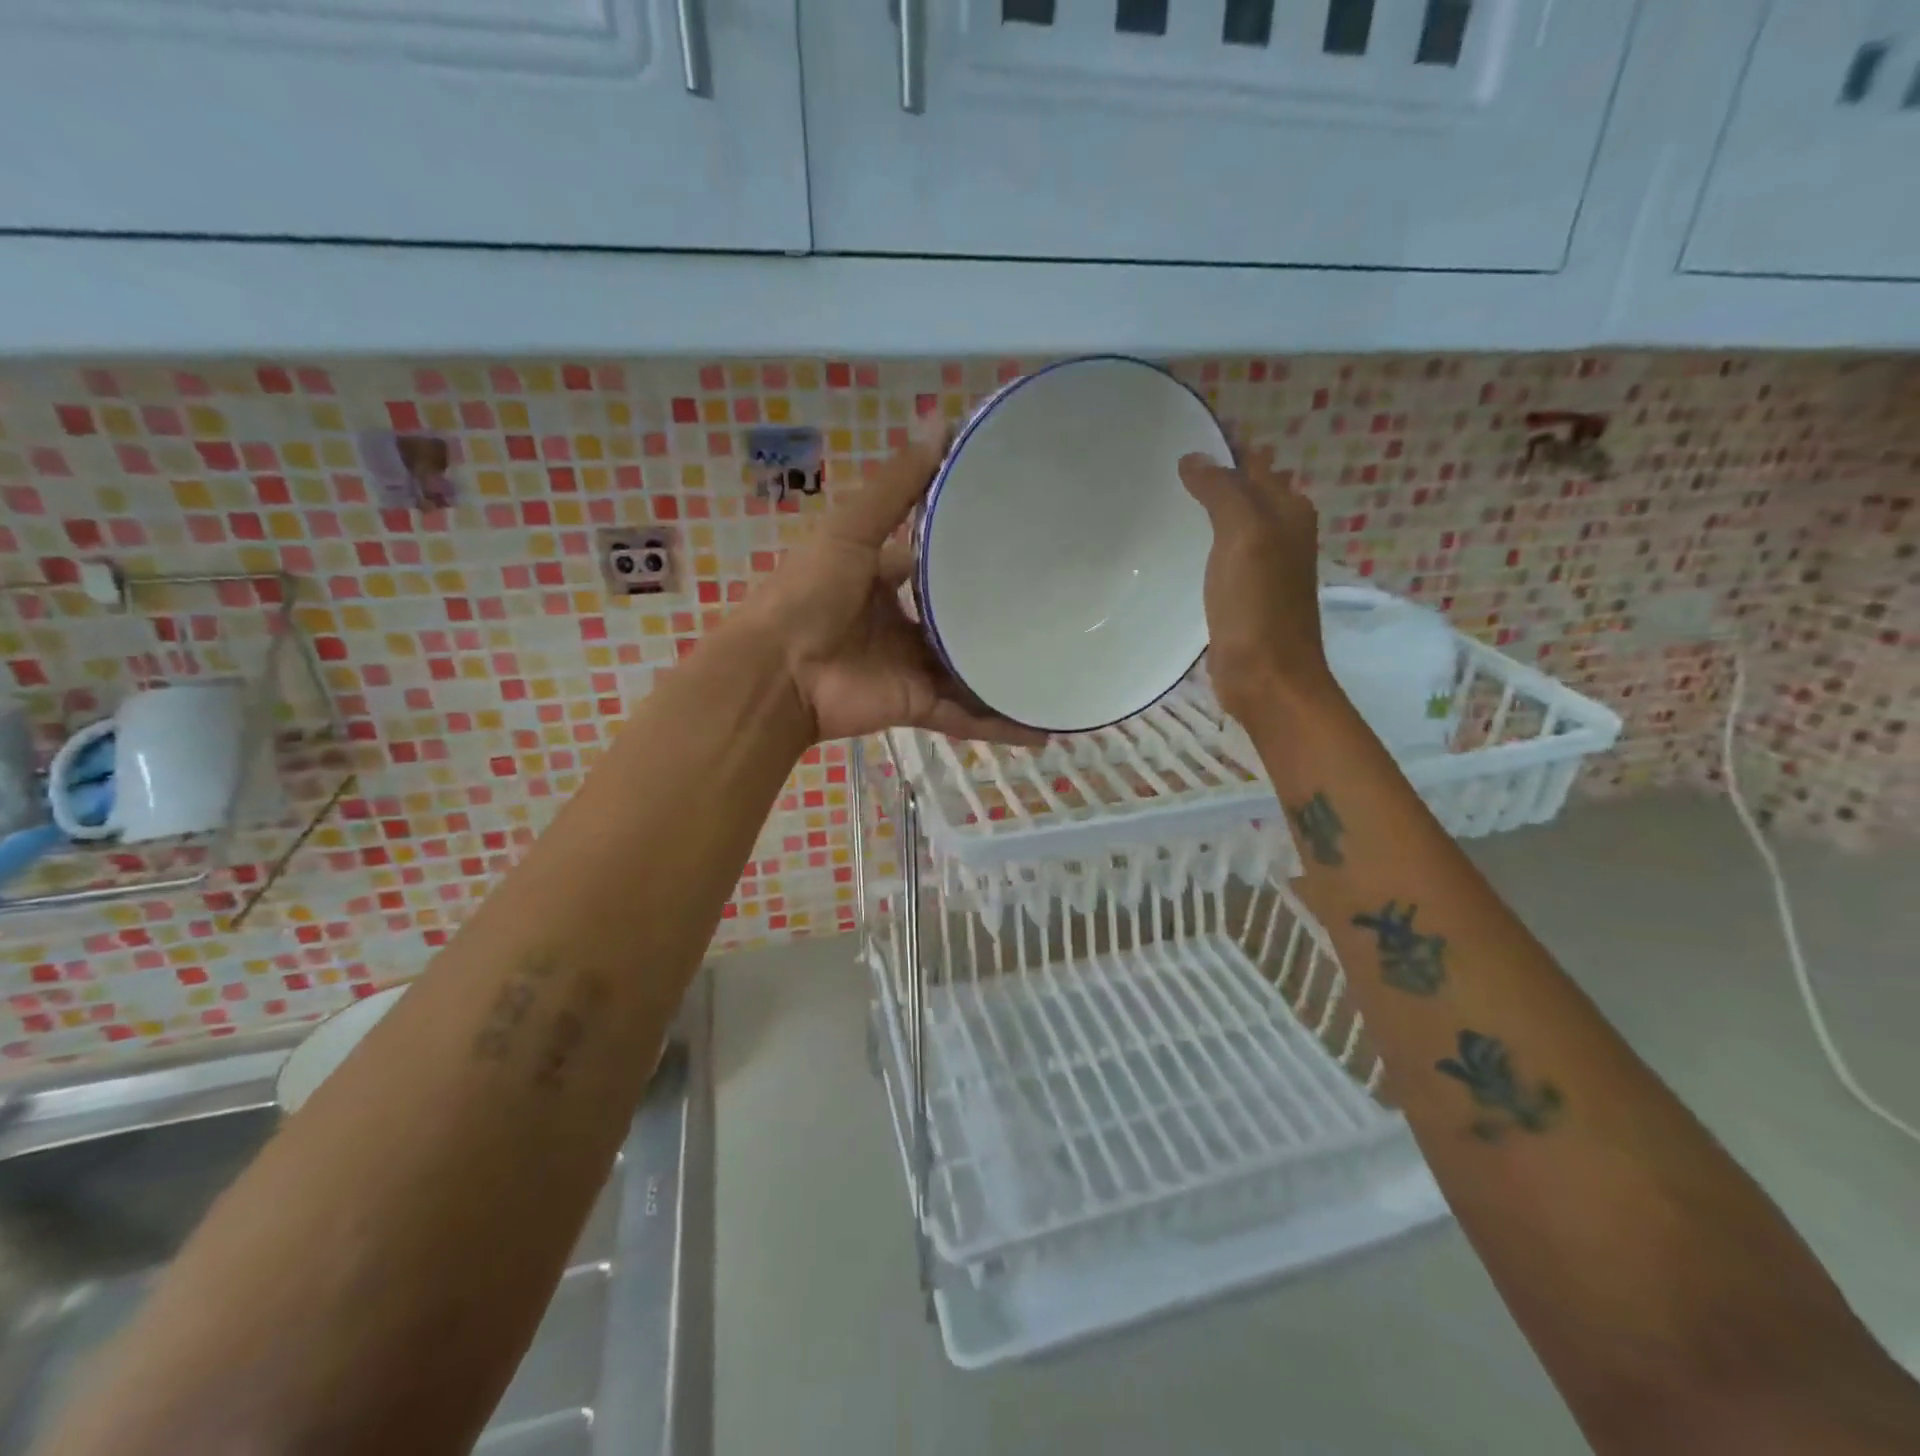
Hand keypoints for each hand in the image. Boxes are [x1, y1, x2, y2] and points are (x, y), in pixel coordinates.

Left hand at [741, 421, 1047, 747]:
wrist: (778, 672)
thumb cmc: (810, 593)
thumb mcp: (852, 529)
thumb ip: (896, 486)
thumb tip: (941, 419)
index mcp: (884, 579)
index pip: (936, 563)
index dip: (972, 552)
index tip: (1024, 540)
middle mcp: (903, 625)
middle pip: (960, 621)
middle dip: (1000, 617)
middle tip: (1061, 604)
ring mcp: (913, 668)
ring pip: (972, 673)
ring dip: (1010, 674)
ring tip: (1066, 666)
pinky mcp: (919, 706)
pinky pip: (968, 717)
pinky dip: (1002, 726)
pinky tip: (1045, 726)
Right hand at [1178, 447, 1337, 723]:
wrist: (1267, 676)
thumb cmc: (1258, 605)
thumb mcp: (1243, 536)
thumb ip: (1222, 492)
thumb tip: (1194, 458)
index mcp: (1287, 511)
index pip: (1253, 463)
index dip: (1223, 447)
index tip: (1179, 434)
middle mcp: (1280, 532)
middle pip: (1244, 491)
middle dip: (1213, 475)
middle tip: (1161, 465)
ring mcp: (1262, 567)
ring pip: (1232, 523)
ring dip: (1207, 510)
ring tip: (1164, 498)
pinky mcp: (1243, 596)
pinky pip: (1222, 556)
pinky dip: (1203, 544)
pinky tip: (1179, 547)